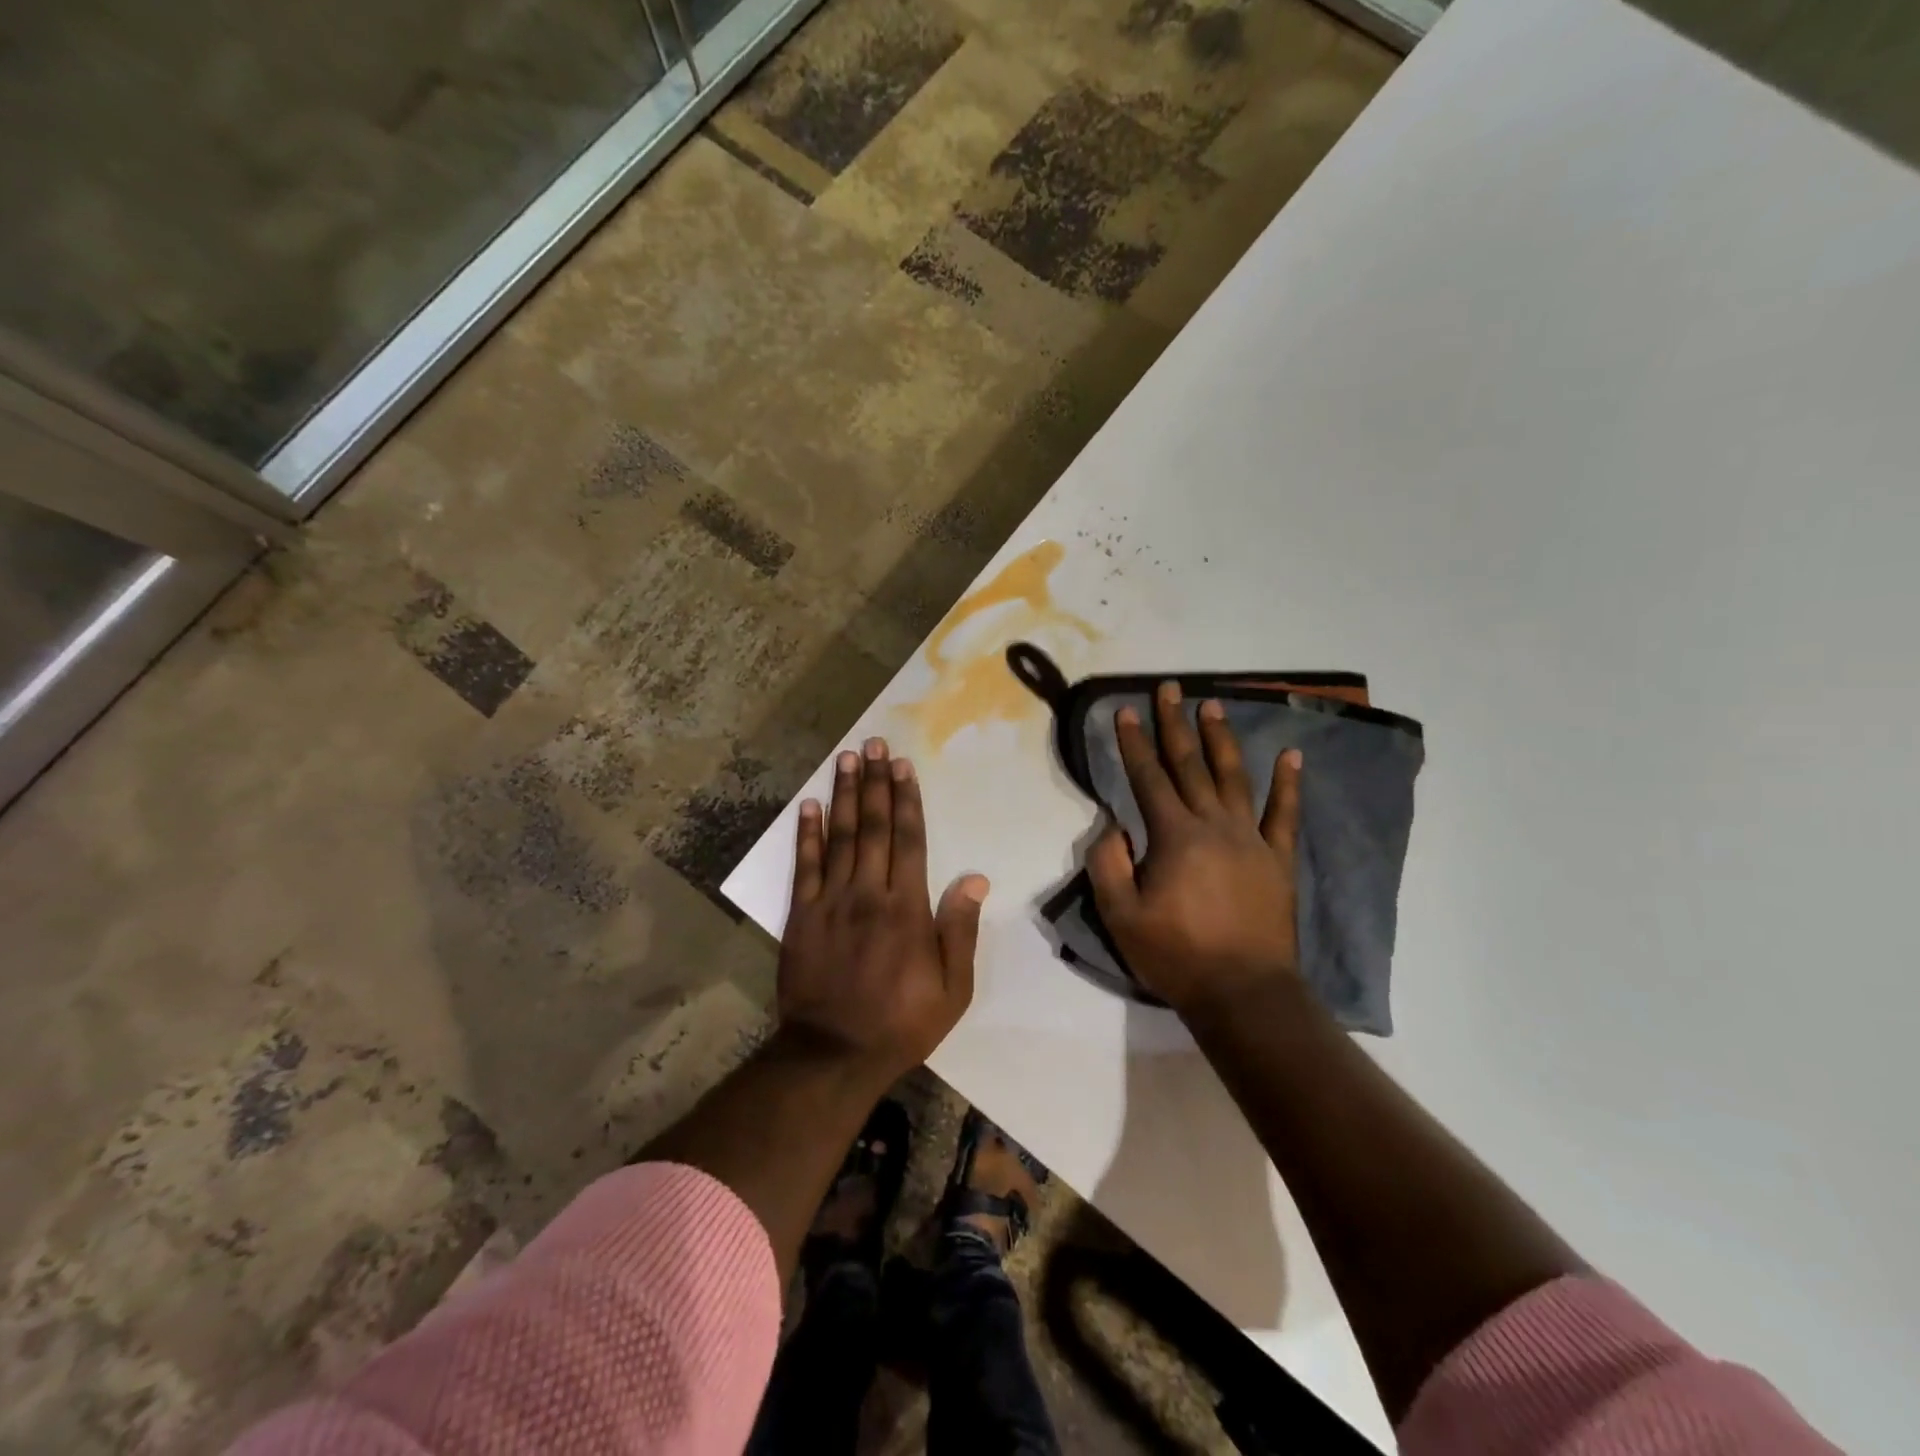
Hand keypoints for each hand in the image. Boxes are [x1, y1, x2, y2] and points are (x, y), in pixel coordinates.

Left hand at [779, 737, 988, 1082]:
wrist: (833, 1053)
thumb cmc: (901, 1023)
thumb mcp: (952, 989)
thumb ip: (960, 930)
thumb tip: (975, 878)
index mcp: (907, 908)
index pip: (908, 840)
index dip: (906, 800)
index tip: (903, 766)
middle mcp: (868, 893)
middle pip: (873, 827)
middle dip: (875, 782)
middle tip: (874, 744)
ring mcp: (831, 901)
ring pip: (840, 837)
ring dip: (844, 795)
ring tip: (846, 759)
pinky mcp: (802, 915)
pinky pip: (805, 866)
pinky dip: (807, 834)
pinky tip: (810, 805)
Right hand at [1087, 683, 1306, 1016]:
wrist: (1244, 993)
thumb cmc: (1176, 955)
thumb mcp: (1122, 916)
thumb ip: (1109, 865)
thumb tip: (1112, 827)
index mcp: (1174, 836)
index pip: (1148, 778)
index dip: (1134, 743)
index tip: (1125, 710)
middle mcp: (1214, 825)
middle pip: (1190, 765)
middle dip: (1175, 724)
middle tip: (1169, 688)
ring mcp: (1251, 839)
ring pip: (1234, 777)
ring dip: (1222, 740)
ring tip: (1213, 705)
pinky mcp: (1279, 859)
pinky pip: (1286, 814)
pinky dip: (1289, 784)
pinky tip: (1291, 756)